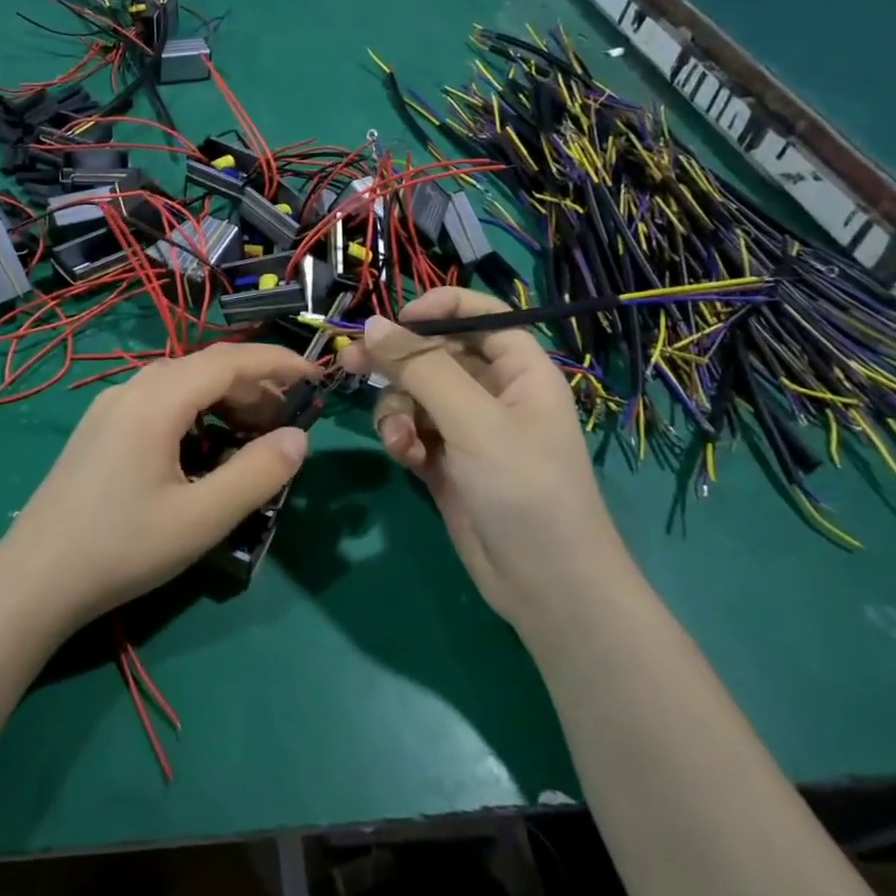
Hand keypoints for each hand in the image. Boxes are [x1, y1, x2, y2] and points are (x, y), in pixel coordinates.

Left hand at [0, 343, 317, 626]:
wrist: (33, 580)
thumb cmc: (122, 548)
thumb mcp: (201, 518)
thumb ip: (257, 473)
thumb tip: (299, 438)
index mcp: (156, 400)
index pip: (229, 360)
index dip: (277, 363)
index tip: (317, 377)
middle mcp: (130, 390)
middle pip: (204, 367)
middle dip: (253, 386)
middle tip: (288, 423)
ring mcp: (109, 408)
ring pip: (180, 384)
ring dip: (223, 399)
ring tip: (253, 436)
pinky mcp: (99, 429)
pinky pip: (158, 402)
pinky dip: (195, 413)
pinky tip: (204, 449)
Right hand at [338, 287, 623, 622]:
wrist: (544, 585)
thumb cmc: (524, 489)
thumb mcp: (474, 422)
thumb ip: (422, 369)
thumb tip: (372, 324)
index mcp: (520, 370)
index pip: (480, 316)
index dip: (438, 310)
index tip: (394, 321)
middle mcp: (494, 393)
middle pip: (436, 355)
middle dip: (398, 364)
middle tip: (352, 365)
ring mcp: (468, 429)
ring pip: (415, 395)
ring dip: (398, 412)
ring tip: (400, 440)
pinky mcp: (446, 462)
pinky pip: (412, 431)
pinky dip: (403, 440)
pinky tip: (406, 459)